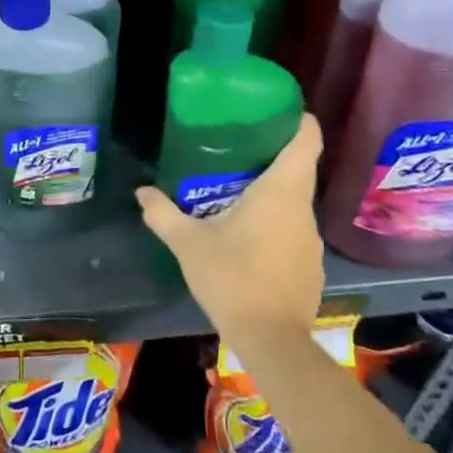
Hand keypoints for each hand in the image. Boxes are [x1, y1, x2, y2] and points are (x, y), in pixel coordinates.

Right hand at [136, 114, 325, 347]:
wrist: (271, 341)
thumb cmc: (232, 278)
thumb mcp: (188, 243)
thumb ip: (163, 214)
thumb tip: (141, 192)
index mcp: (281, 191)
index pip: (306, 140)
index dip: (298, 120)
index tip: (277, 111)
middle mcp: (303, 209)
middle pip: (298, 169)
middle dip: (272, 156)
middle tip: (238, 149)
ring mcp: (311, 239)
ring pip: (295, 202)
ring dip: (272, 194)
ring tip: (238, 192)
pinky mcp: (311, 266)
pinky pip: (294, 231)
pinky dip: (276, 225)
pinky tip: (250, 238)